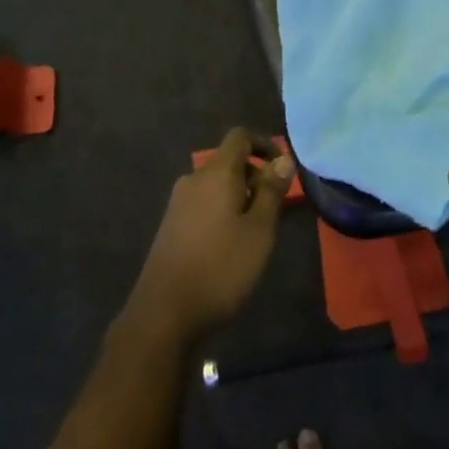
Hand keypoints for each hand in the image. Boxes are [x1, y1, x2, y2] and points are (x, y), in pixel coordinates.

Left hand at [125, 127, 295, 343]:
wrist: (165, 311)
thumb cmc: (222, 267)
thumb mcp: (259, 230)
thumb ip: (272, 191)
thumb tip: (283, 159)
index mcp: (216, 174)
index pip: (239, 137)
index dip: (264, 144)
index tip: (283, 168)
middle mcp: (193, 180)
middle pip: (228, 162)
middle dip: (255, 176)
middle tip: (276, 209)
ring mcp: (178, 203)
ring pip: (216, 186)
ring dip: (240, 197)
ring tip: (257, 231)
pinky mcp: (171, 225)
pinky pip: (203, 204)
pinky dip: (223, 211)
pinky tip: (231, 244)